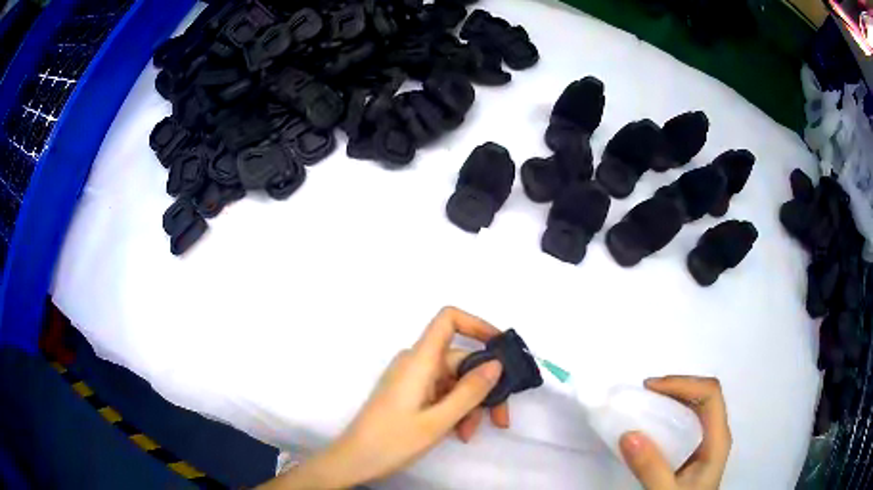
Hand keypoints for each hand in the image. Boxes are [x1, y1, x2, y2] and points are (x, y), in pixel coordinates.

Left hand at [263, 307, 508, 488]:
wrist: (355, 460)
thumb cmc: (393, 441)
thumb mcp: (438, 421)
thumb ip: (470, 391)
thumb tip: (496, 363)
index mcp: (419, 360)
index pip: (448, 319)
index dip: (477, 325)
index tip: (501, 349)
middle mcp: (416, 363)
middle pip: (460, 360)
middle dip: (484, 387)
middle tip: (500, 418)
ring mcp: (412, 379)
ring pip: (454, 381)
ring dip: (470, 405)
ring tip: (470, 433)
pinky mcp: (410, 393)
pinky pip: (442, 392)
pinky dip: (455, 409)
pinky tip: (459, 432)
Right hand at [619, 376, 731, 489]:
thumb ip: (651, 468)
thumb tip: (628, 433)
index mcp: (717, 440)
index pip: (710, 394)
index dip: (684, 383)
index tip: (650, 388)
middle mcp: (715, 435)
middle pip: (703, 395)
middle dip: (675, 387)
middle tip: (644, 393)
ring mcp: (706, 443)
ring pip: (695, 407)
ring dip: (671, 399)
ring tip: (644, 404)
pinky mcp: (694, 451)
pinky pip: (685, 422)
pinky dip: (668, 415)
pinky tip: (651, 425)